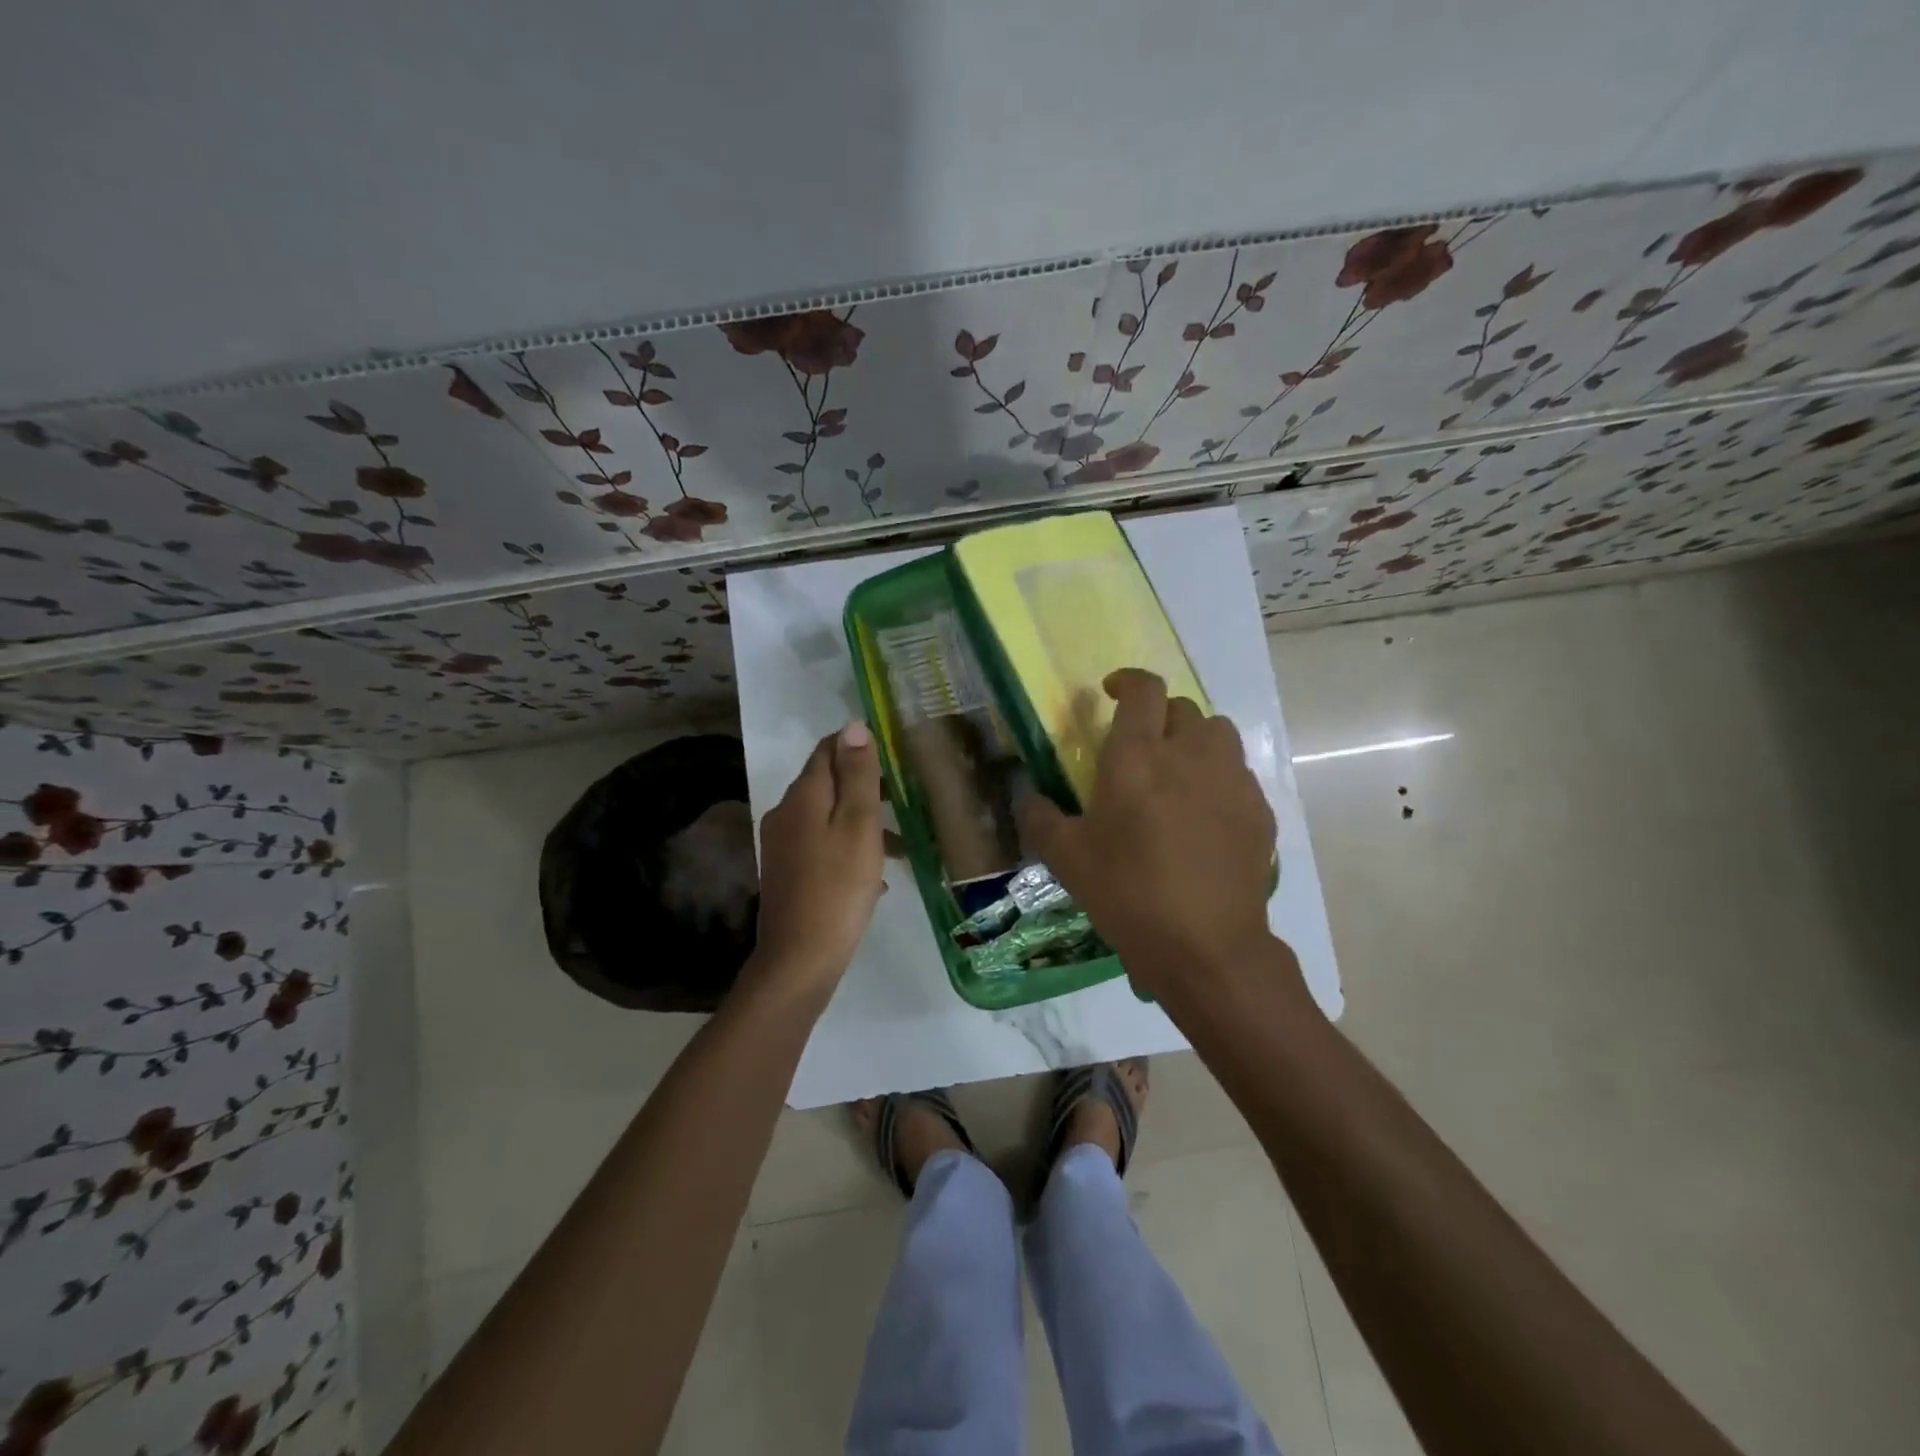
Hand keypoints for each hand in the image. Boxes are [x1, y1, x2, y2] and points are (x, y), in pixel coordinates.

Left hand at [746, 721, 884, 1004]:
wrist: (800, 959)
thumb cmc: (838, 887)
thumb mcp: (858, 825)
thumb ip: (857, 775)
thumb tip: (854, 726)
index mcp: (803, 795)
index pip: (827, 749)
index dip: (858, 744)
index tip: (894, 755)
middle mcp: (786, 812)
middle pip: (827, 782)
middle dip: (865, 785)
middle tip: (906, 798)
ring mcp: (784, 844)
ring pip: (828, 816)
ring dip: (862, 821)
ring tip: (902, 843)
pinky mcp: (788, 872)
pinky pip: (823, 845)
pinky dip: (849, 848)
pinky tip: (876, 877)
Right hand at [1019, 670, 1281, 1003]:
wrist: (1205, 947)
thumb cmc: (1127, 893)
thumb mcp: (1066, 859)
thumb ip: (1040, 818)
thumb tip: (1029, 798)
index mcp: (1138, 757)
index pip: (1143, 689)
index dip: (1127, 681)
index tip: (1112, 694)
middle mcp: (1190, 755)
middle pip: (1183, 708)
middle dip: (1159, 716)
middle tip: (1141, 747)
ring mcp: (1232, 781)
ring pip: (1218, 733)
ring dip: (1195, 741)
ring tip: (1178, 774)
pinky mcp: (1259, 811)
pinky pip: (1239, 775)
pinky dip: (1219, 779)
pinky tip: (1206, 817)